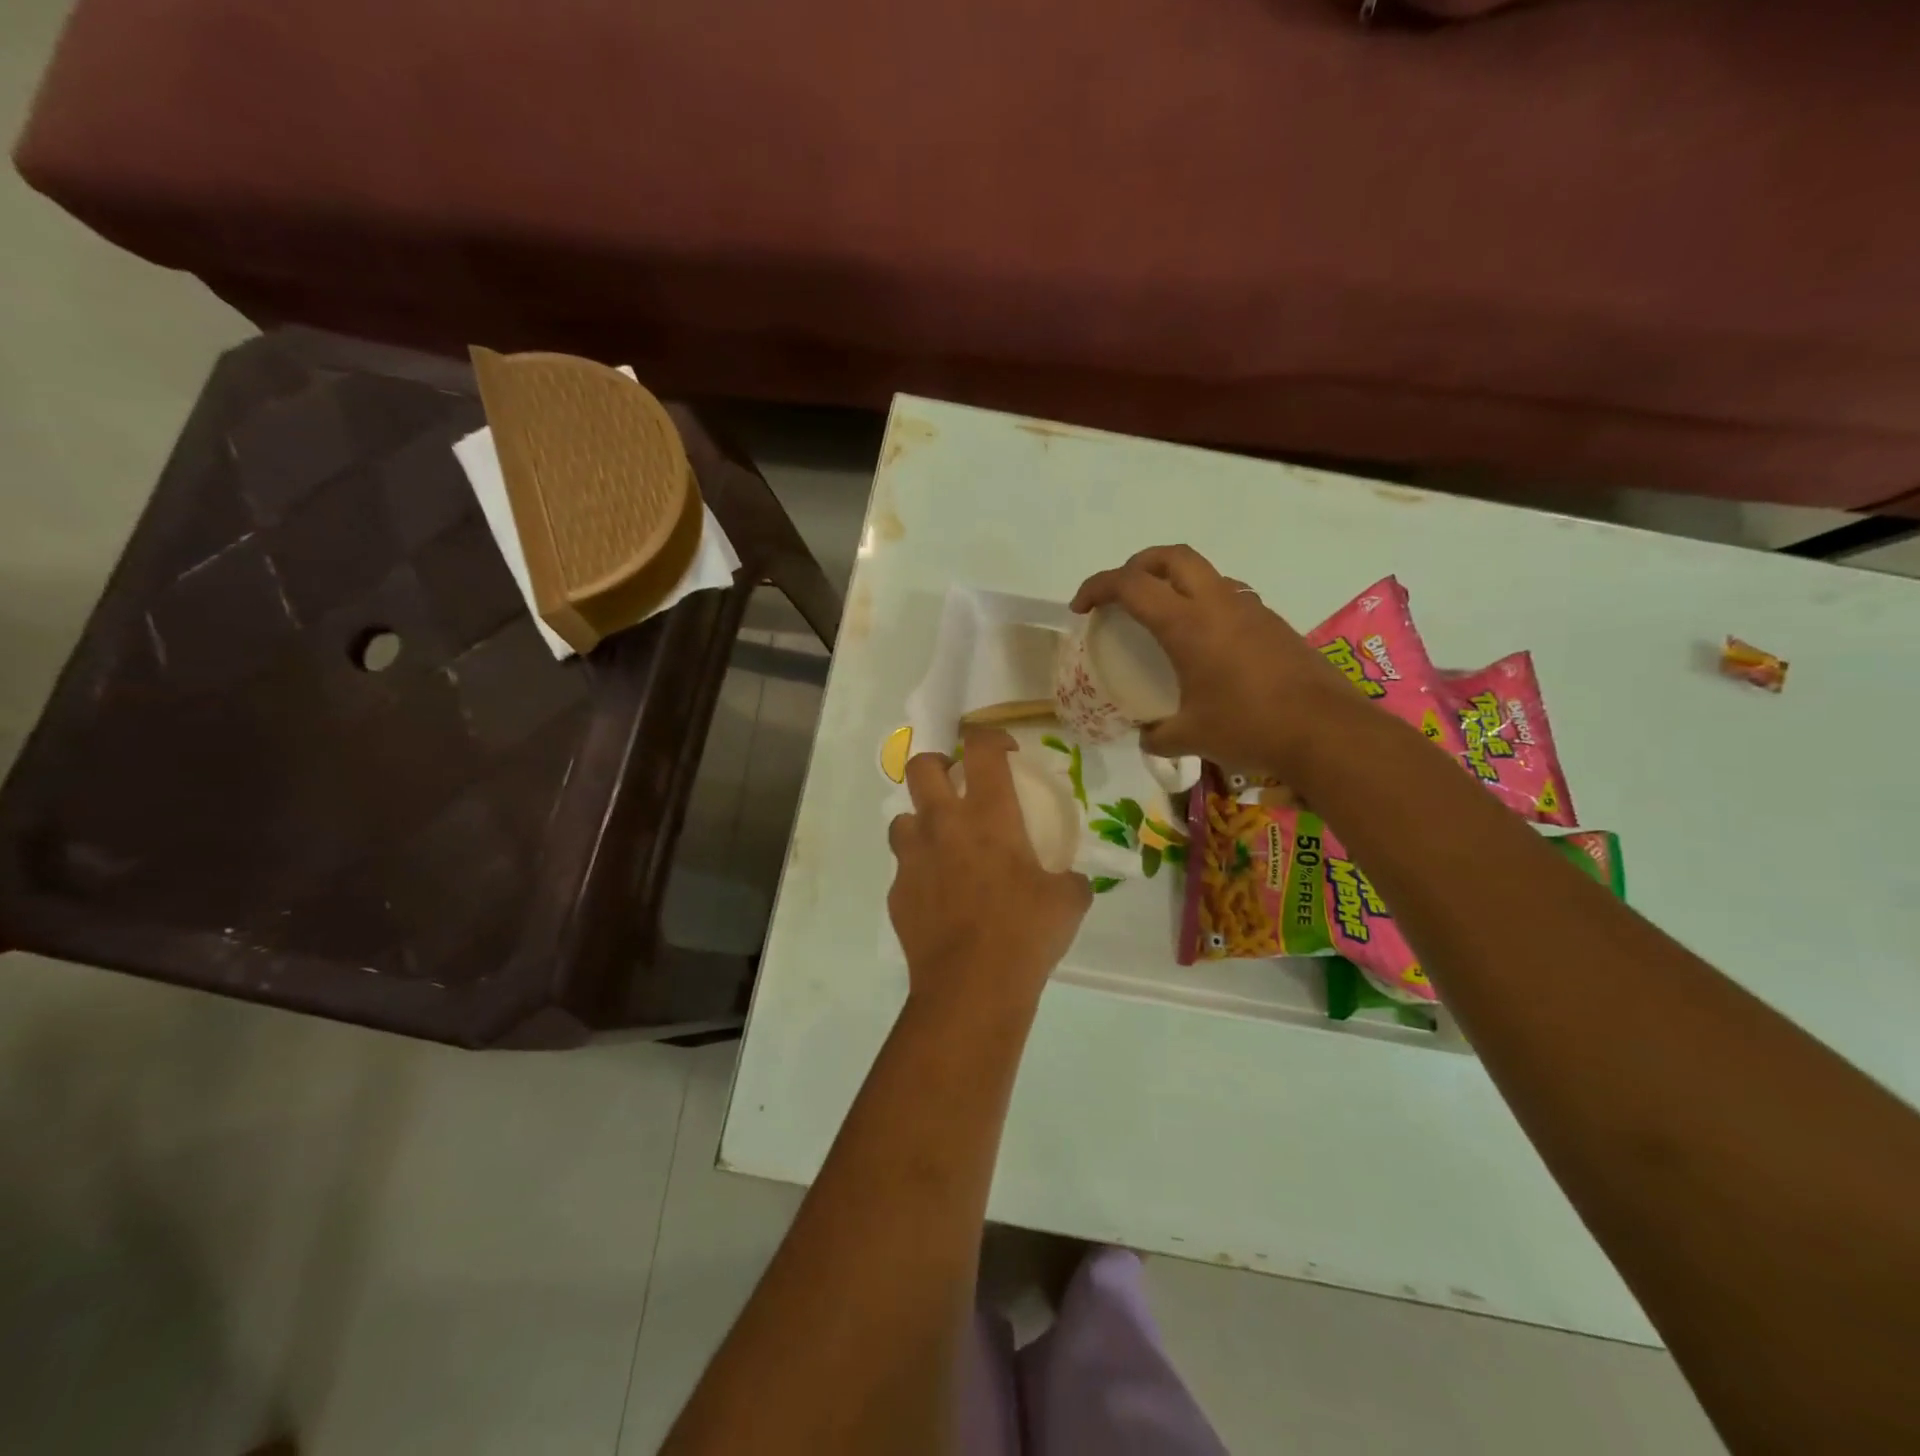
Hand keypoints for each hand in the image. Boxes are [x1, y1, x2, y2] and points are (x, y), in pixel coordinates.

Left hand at [887, 729, 1092, 1010]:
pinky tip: (939, 897)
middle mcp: (943, 825)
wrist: (972, 987)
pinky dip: (919, 872)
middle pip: (920, 767)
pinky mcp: (897, 892)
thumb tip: (1070, 880)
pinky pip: (903, 868)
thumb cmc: (1025, 933)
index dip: (990, 736)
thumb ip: (1069, 880)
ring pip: (901, 818)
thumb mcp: (1068, 902)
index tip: (1004, 750)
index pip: (981, 748)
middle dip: (936, 764)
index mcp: (988, 815)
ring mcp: (913, 858)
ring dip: (921, 822)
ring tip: (942, 845)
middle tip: (955, 783)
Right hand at [1071, 544, 1353, 778]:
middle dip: (1138, 565)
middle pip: (1171, 557)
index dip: (1097, 587)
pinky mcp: (1273, 623)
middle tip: (1122, 593)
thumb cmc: (1248, 727)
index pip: (1131, 585)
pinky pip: (1229, 596)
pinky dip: (1204, 604)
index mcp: (1187, 624)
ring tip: (1163, 616)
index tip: (1081, 608)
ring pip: (1205, 573)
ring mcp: (1250, 609)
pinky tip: (1205, 642)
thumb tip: (1147, 736)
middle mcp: (1217, 604)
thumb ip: (1158, 734)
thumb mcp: (1190, 736)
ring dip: (1175, 581)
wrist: (1326, 730)